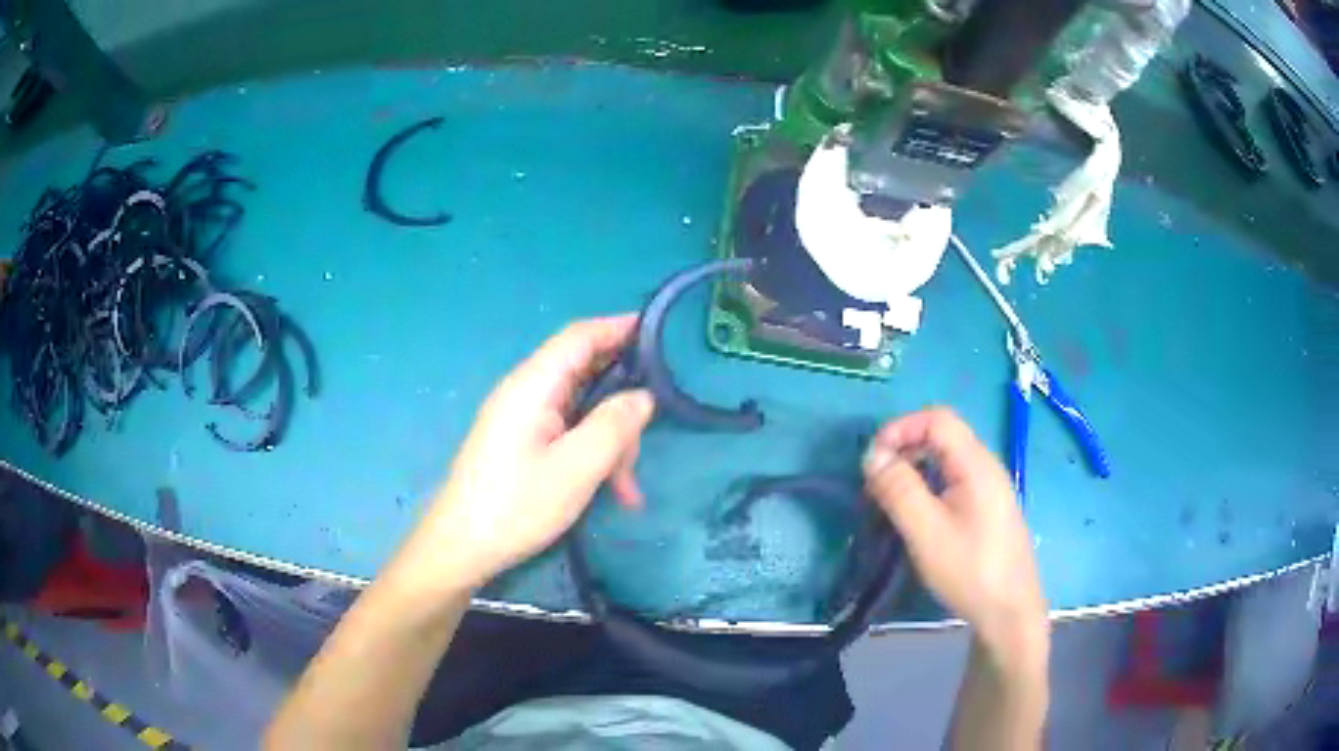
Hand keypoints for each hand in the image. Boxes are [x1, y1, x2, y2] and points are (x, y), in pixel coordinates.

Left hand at [396, 316, 654, 593]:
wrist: (461, 547)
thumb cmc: (516, 506)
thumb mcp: (576, 468)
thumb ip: (614, 426)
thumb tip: (643, 395)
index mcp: (533, 385)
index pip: (580, 336)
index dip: (619, 327)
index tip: (660, 334)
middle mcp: (526, 392)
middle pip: (585, 373)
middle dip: (622, 402)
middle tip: (648, 436)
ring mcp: (522, 417)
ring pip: (581, 409)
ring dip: (610, 440)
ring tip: (627, 486)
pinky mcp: (521, 441)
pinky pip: (567, 432)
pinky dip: (593, 453)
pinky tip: (613, 491)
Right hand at [862, 408, 1047, 657]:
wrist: (1010, 612)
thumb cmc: (970, 571)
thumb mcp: (927, 532)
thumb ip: (899, 489)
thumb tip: (873, 454)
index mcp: (976, 465)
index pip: (937, 419)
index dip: (901, 428)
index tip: (872, 460)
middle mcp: (987, 467)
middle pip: (943, 435)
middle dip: (905, 448)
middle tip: (876, 483)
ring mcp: (991, 489)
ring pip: (948, 460)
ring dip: (915, 468)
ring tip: (891, 500)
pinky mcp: (989, 509)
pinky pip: (955, 480)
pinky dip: (929, 485)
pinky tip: (918, 516)